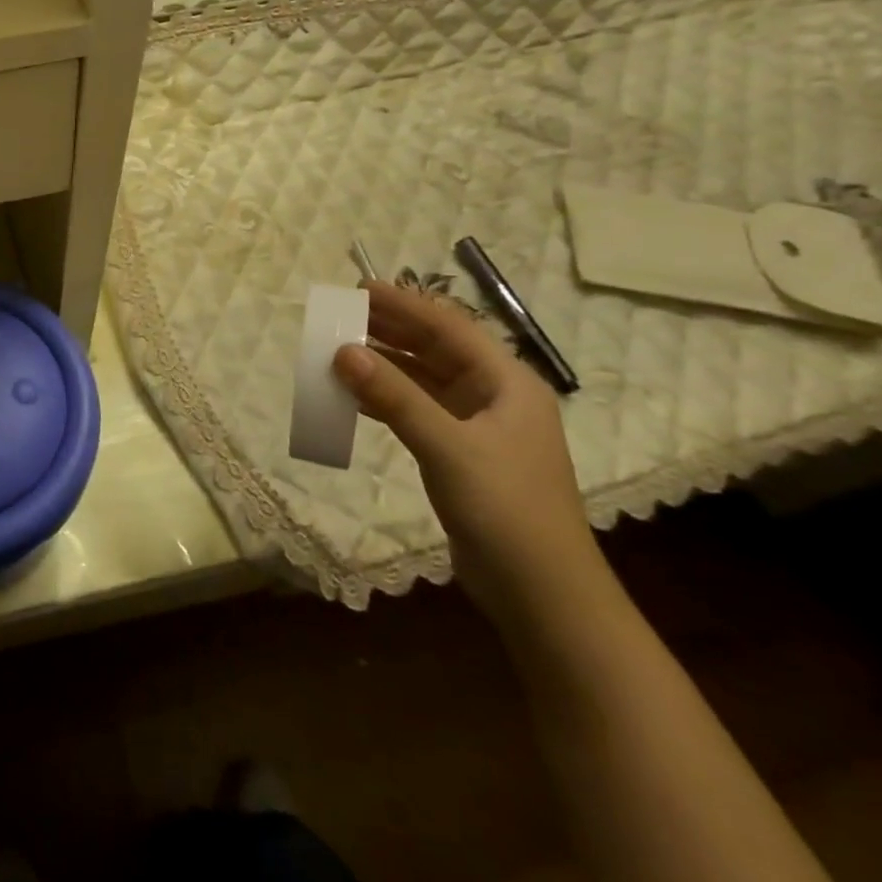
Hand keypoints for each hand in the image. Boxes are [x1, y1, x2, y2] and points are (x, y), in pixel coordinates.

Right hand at [333, 280, 602, 630]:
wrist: (542, 593)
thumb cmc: (505, 509)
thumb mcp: (447, 446)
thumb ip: (395, 396)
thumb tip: (342, 350)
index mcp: (508, 384)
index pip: (450, 329)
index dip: (405, 305)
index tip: (360, 288)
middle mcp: (495, 398)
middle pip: (437, 350)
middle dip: (391, 330)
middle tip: (343, 314)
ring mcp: (479, 428)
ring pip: (424, 380)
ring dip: (385, 365)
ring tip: (340, 349)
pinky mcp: (462, 455)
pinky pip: (417, 411)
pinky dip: (387, 399)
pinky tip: (354, 397)